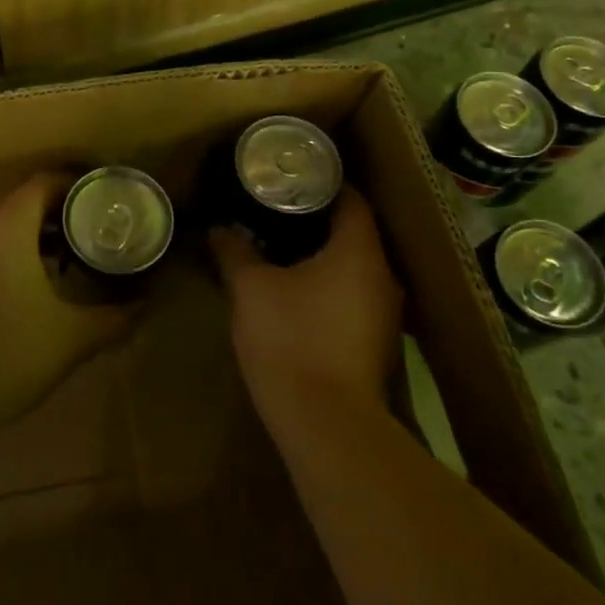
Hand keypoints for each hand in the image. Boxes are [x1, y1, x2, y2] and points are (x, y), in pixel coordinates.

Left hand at [0, 172, 135, 435]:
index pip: (46, 183)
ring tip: (71, 257)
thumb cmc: (5, 354)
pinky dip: (13, 249)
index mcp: (7, 226)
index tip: (107, 201)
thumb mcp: (70, 338)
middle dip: (62, 212)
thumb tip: (146, 304)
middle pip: (25, 200)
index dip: (79, 186)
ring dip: (36, 233)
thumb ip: (113, 318)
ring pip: (3, 223)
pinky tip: (32, 283)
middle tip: (97, 230)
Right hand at [209, 186, 404, 428]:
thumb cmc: (291, 340)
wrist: (327, 427)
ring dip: (322, 253)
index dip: (322, 183)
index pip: (351, 199)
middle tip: (276, 208)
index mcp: (359, 251)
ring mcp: (385, 313)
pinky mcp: (376, 342)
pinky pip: (353, 294)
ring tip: (280, 245)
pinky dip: (328, 283)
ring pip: (354, 265)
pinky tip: (296, 289)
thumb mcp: (251, 289)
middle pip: (354, 231)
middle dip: (316, 218)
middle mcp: (383, 276)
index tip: (290, 178)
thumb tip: (219, 229)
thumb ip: (235, 252)